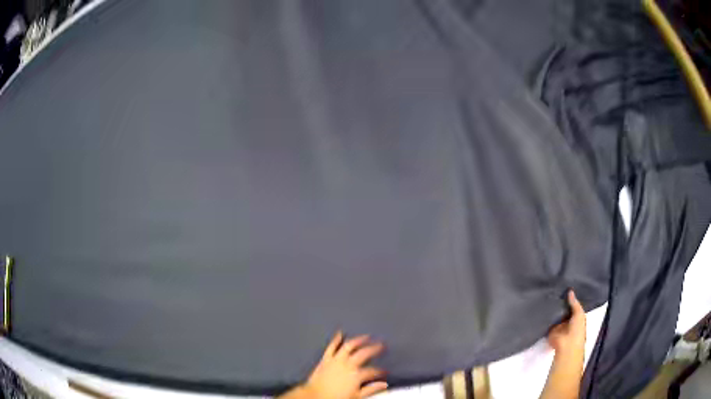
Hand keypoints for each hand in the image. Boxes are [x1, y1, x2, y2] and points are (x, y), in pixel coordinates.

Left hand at [300, 332, 387, 398]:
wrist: (314, 396)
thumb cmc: (336, 397)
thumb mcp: (357, 396)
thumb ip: (371, 389)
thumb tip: (384, 385)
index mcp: (357, 375)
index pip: (373, 371)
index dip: (380, 371)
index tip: (385, 371)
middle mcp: (348, 364)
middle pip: (364, 354)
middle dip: (374, 349)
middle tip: (381, 345)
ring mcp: (336, 360)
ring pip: (349, 346)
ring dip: (358, 340)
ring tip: (366, 336)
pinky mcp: (326, 359)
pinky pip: (331, 347)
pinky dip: (336, 340)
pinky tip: (340, 333)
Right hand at [539, 290, 586, 398]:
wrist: (566, 345)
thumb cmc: (577, 329)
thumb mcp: (579, 313)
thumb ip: (574, 303)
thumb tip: (570, 291)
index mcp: (576, 316)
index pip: (572, 305)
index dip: (570, 297)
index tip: (565, 286)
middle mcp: (567, 319)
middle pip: (563, 309)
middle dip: (560, 301)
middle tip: (555, 288)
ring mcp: (558, 324)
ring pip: (555, 314)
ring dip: (553, 308)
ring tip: (548, 294)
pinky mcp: (550, 329)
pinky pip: (548, 320)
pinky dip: (546, 315)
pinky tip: (543, 305)